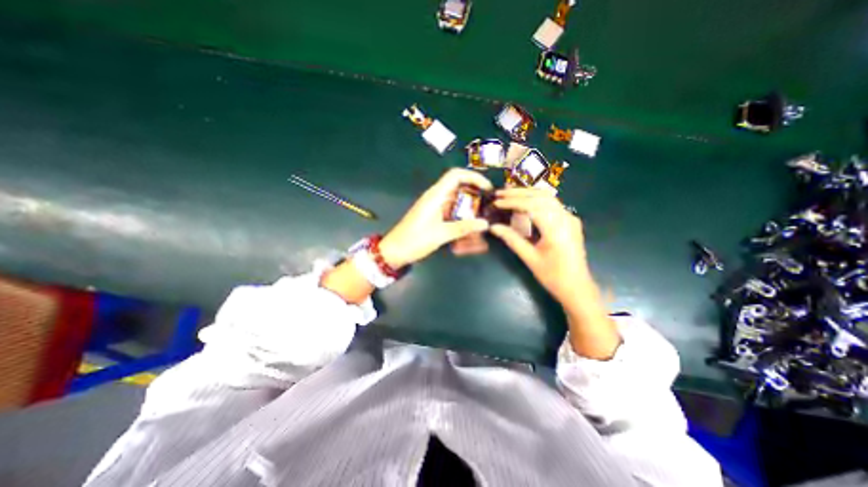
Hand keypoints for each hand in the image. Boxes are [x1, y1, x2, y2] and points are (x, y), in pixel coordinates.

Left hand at [380, 170, 494, 269]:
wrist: (395, 251)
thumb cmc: (414, 240)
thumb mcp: (440, 234)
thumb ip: (463, 227)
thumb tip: (485, 223)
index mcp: (435, 195)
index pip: (456, 175)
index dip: (473, 177)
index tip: (487, 189)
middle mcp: (436, 198)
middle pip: (460, 189)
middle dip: (475, 199)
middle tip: (488, 210)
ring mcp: (435, 208)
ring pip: (457, 204)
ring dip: (469, 212)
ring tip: (480, 225)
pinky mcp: (435, 217)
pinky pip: (452, 214)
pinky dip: (462, 220)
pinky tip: (469, 233)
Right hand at [491, 188, 619, 358]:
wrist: (577, 287)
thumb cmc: (553, 276)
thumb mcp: (529, 258)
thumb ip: (512, 239)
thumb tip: (493, 227)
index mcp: (556, 229)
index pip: (532, 206)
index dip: (513, 202)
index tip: (497, 202)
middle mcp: (566, 218)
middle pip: (541, 197)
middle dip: (519, 193)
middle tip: (500, 192)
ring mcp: (570, 218)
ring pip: (548, 198)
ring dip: (528, 193)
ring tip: (509, 193)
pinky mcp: (569, 221)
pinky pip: (552, 204)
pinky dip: (536, 200)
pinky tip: (525, 202)